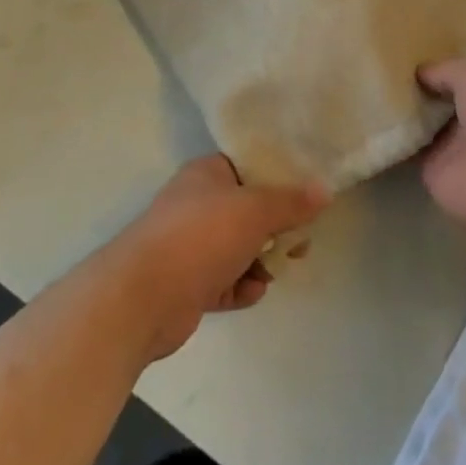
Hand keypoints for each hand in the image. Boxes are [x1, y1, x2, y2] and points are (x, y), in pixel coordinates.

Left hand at [106, 156, 326, 360]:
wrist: (140, 299)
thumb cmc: (200, 237)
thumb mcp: (255, 210)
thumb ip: (291, 202)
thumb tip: (324, 190)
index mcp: (207, 174)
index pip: (249, 165)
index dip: (280, 177)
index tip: (307, 192)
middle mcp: (197, 204)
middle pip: (249, 209)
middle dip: (276, 227)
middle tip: (299, 242)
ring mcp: (190, 245)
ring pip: (239, 247)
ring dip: (260, 261)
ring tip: (275, 271)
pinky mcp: (187, 284)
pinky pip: (225, 280)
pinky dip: (240, 286)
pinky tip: (251, 292)